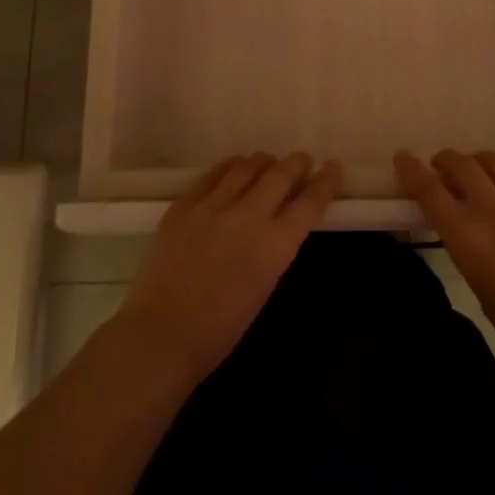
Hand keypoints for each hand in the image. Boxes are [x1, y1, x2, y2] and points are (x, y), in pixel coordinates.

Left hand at [116, 153, 340, 384]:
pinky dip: (229, 166)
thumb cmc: (219, 330)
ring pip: (246, 167)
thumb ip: (273, 250)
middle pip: (280, 175)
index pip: (309, 202)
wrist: (162, 334)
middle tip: (302, 160)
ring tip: (267, 162)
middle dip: (296, 163)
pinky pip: (212, 174)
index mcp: (274, 245)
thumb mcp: (263, 287)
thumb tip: (277, 225)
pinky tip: (233, 166)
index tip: (333, 168)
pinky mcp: (184, 205)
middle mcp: (248, 216)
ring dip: (263, 162)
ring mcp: (213, 206)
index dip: (325, 182)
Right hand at [396, 149, 494, 379]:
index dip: (412, 171)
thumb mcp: (482, 291)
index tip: (402, 157)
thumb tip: (470, 234)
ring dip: (481, 158)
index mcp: (468, 237)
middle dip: (447, 159)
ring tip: (478, 163)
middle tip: (442, 164)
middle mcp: (493, 210)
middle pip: (463, 167)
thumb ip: (472, 253)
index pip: (430, 193)